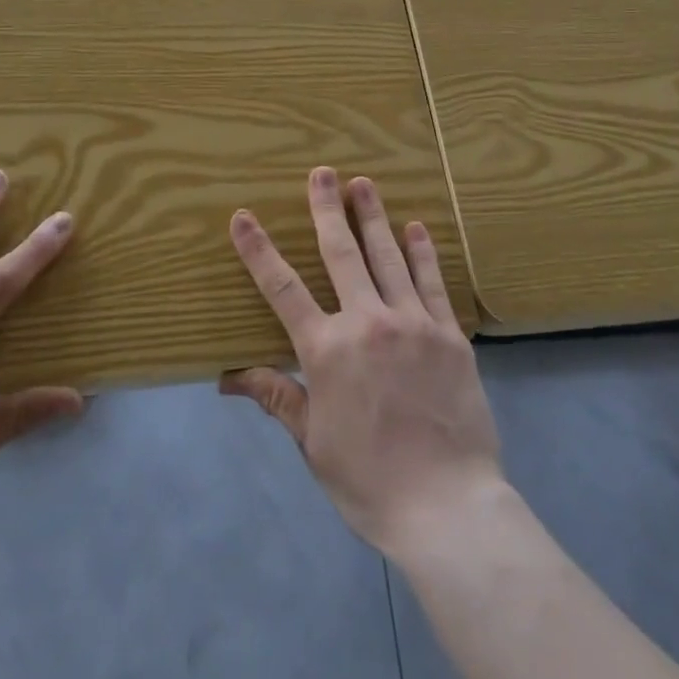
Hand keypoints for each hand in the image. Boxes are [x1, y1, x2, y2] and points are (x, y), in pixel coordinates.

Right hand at [220, 167, 502, 555]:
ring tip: (364, 182)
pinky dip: (422, 252)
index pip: (282, 289)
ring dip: (373, 216)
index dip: (259, 250)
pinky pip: (432, 283)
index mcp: (326, 350)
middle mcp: (367, 323)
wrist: (447, 506)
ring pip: (388, 257)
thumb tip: (229, 377)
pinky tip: (416, 227)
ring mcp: (412, 323)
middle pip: (341, 254)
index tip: (243, 217)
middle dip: (327, 209)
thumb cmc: (369, 480)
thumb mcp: (313, 443)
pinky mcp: (449, 334)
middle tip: (322, 172)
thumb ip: (278, 397)